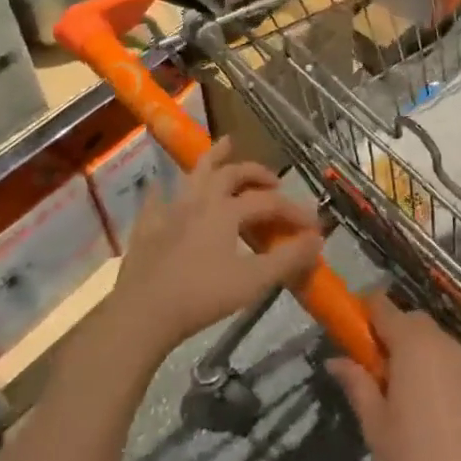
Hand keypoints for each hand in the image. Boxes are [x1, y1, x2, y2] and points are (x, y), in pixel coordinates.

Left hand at [111, 139, 320, 356]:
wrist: (142, 315)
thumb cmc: (201, 297)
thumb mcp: (253, 281)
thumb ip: (288, 259)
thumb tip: (317, 238)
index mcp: (227, 211)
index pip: (269, 202)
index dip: (294, 211)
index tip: (313, 225)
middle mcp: (200, 202)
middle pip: (232, 175)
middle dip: (256, 173)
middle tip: (273, 180)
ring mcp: (170, 212)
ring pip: (195, 174)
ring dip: (213, 157)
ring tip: (226, 144)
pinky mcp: (146, 229)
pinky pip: (155, 200)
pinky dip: (164, 190)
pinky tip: (162, 188)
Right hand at [327, 293, 460, 460]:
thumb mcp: (375, 426)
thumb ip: (357, 383)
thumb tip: (336, 359)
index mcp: (412, 345)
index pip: (384, 307)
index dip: (368, 313)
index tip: (356, 332)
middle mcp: (445, 342)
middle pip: (415, 323)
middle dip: (396, 337)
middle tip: (383, 375)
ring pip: (442, 345)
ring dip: (425, 358)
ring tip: (417, 403)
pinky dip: (451, 378)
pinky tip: (448, 419)